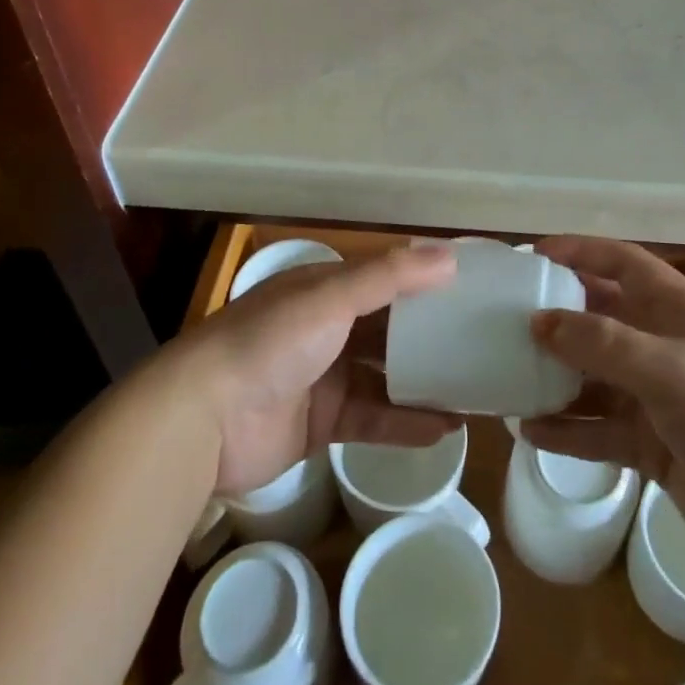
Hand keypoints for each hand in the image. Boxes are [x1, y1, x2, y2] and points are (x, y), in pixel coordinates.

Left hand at [178, 244, 460, 495]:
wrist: (203, 419)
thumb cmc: (270, 342)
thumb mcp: (331, 297)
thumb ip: (390, 276)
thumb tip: (451, 255)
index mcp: (325, 289)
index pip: (385, 277)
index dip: (425, 280)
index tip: (472, 286)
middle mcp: (327, 328)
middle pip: (389, 329)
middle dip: (430, 335)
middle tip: (481, 342)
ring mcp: (324, 377)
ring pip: (386, 376)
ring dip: (425, 383)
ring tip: (473, 390)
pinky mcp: (322, 423)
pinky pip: (373, 419)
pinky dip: (406, 423)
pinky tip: (444, 429)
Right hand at [522, 236, 684, 581]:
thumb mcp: (669, 369)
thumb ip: (602, 343)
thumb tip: (539, 321)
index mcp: (676, 311)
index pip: (622, 263)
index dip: (579, 252)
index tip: (531, 257)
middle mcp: (663, 346)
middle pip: (600, 318)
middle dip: (557, 317)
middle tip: (504, 320)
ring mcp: (657, 398)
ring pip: (593, 377)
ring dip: (555, 377)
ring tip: (506, 375)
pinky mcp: (653, 446)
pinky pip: (599, 430)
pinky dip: (567, 430)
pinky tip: (529, 432)